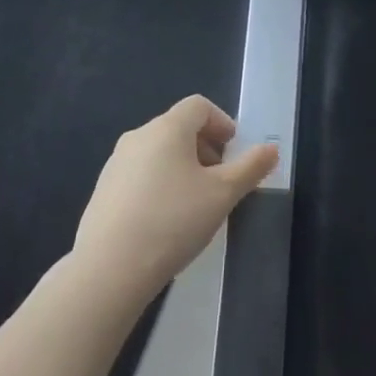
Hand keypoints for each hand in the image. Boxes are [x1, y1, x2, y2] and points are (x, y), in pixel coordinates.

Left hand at [74, 95, 276, 302]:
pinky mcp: (103, 191)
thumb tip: (272, 149)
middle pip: (178, 128)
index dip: (221, 123)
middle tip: (220, 180)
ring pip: (158, 152)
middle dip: (204, 147)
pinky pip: (139, 175)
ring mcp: (116, 163)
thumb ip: (250, 168)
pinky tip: (165, 221)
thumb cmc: (173, 221)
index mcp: (167, 128)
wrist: (108, 270)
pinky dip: (159, 185)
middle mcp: (138, 136)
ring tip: (195, 204)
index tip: (233, 151)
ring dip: (181, 167)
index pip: (198, 106)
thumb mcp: (222, 195)